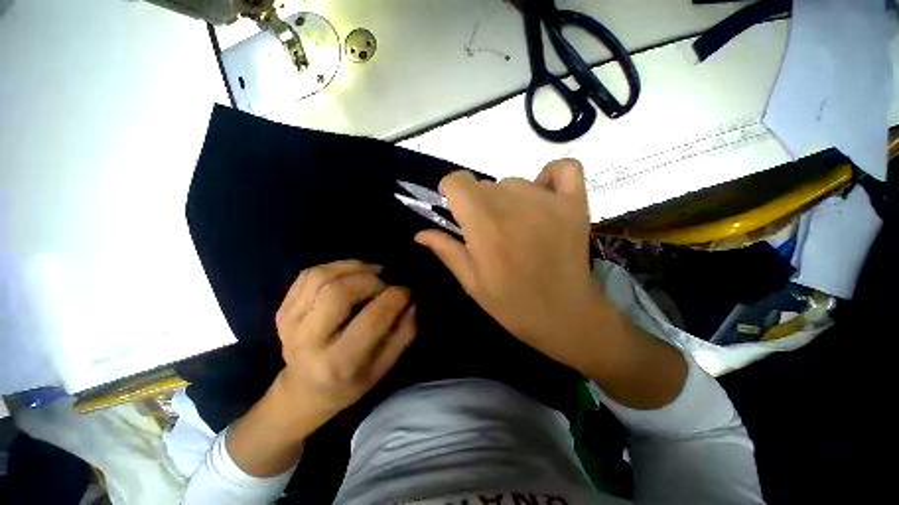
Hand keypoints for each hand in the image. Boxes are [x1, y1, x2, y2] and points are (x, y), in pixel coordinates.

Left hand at [273, 260, 415, 433]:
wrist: (304, 391)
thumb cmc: (351, 382)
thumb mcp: (384, 367)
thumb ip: (403, 333)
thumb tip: (412, 301)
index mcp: (339, 362)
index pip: (372, 318)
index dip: (395, 297)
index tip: (406, 291)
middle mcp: (308, 341)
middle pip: (339, 292)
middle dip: (372, 280)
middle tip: (385, 283)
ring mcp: (290, 323)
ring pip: (321, 277)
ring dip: (353, 268)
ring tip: (372, 272)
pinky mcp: (282, 309)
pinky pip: (309, 275)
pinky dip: (335, 267)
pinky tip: (350, 274)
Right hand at [415, 159, 606, 372]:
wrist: (565, 316)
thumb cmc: (512, 303)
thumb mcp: (471, 283)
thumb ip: (446, 251)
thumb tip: (419, 233)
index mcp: (484, 225)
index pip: (457, 181)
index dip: (451, 193)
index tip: (457, 211)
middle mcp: (514, 205)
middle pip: (484, 183)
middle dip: (478, 203)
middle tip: (490, 231)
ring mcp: (549, 201)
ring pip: (514, 182)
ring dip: (508, 198)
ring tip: (518, 226)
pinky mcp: (576, 203)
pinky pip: (563, 168)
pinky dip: (550, 177)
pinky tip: (543, 198)